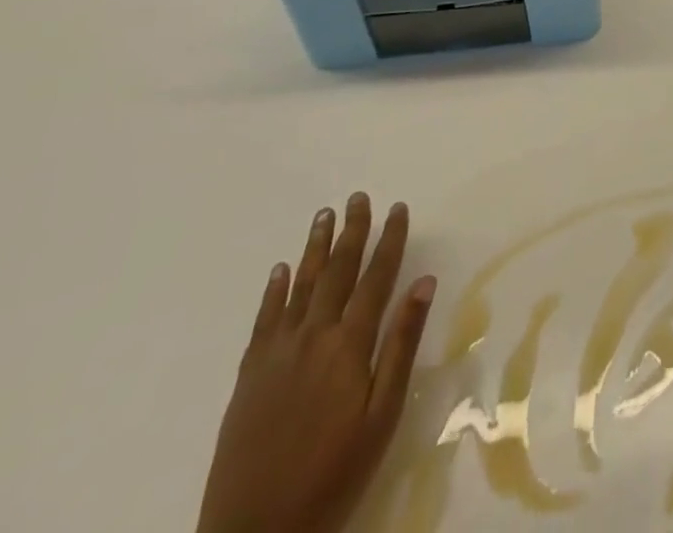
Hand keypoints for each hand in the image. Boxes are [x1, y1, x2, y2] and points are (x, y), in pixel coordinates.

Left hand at [197, 194, 436, 532]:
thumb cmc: (334, 474)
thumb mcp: (382, 415)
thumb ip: (401, 345)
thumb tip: (423, 282)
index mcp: (349, 344)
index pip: (376, 277)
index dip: (389, 240)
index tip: (398, 207)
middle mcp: (313, 336)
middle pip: (336, 271)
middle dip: (351, 231)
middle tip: (357, 197)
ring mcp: (277, 354)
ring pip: (299, 286)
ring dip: (313, 248)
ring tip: (323, 215)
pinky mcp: (249, 376)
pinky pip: (264, 320)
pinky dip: (273, 291)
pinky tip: (280, 270)